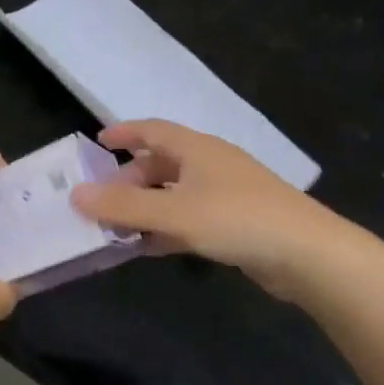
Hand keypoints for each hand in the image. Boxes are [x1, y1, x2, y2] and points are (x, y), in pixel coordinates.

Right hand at [70, 120, 329, 299]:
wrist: (308, 255)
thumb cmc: (237, 220)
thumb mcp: (173, 212)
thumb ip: (124, 204)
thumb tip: (76, 193)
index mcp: (197, 149)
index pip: (153, 130)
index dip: (124, 133)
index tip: (97, 141)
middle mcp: (210, 164)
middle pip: (161, 163)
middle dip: (130, 179)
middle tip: (102, 199)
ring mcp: (226, 194)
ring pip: (174, 193)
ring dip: (146, 206)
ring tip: (117, 226)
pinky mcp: (236, 223)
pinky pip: (189, 218)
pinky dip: (166, 227)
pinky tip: (150, 247)